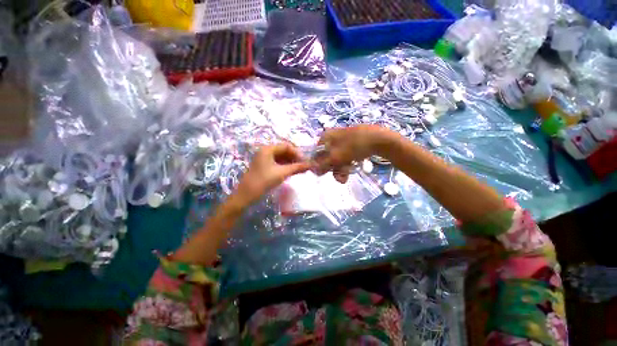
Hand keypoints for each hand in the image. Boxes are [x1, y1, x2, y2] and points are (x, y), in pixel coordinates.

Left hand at [235, 143, 310, 204]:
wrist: (247, 195)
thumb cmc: (264, 181)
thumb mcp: (282, 173)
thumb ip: (297, 167)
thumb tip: (311, 164)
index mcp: (268, 149)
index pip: (286, 146)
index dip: (297, 153)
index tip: (305, 161)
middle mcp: (265, 151)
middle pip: (284, 151)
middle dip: (294, 158)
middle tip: (303, 166)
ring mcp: (264, 159)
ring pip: (281, 157)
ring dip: (291, 162)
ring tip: (299, 170)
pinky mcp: (264, 166)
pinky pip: (277, 162)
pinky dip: (285, 166)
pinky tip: (291, 171)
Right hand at [314, 125, 391, 182]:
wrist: (378, 139)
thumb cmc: (353, 146)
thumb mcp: (335, 157)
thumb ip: (322, 164)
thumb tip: (312, 169)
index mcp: (326, 136)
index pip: (316, 152)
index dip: (319, 164)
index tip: (324, 173)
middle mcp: (332, 137)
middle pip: (327, 157)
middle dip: (333, 169)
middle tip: (340, 177)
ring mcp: (343, 140)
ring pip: (337, 158)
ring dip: (340, 169)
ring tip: (346, 176)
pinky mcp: (352, 144)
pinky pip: (345, 156)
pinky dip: (347, 164)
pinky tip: (352, 168)